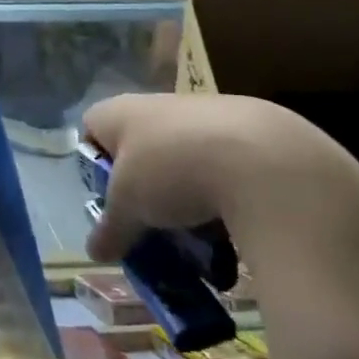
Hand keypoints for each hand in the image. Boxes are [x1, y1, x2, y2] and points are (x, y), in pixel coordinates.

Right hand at [81, 92, 358, 271]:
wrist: (265, 160)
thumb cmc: (173, 171)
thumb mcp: (129, 208)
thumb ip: (110, 229)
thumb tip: (95, 253)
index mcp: (122, 111)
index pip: (93, 127)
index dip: (96, 162)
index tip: (110, 198)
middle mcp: (161, 104)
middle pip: (143, 149)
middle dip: (148, 191)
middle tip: (153, 226)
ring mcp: (210, 114)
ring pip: (188, 161)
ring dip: (189, 199)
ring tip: (201, 242)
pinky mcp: (255, 131)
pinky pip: (229, 168)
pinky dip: (228, 198)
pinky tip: (237, 231)